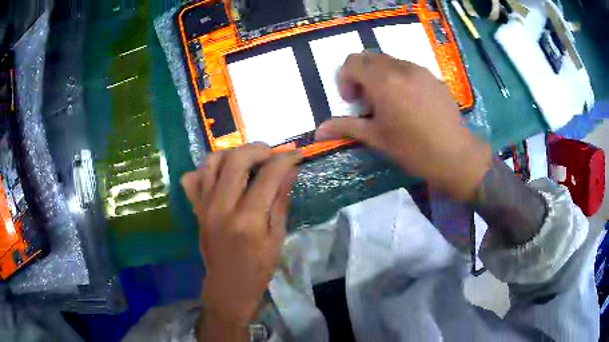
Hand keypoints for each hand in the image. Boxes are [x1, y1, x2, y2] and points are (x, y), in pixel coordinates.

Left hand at [181, 144, 300, 338]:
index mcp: (247, 219)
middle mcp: (221, 207)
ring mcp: (204, 206)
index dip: (285, 160)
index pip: (267, 176)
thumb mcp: (277, 237)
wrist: (228, 285)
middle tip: (271, 154)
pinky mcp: (196, 208)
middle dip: (258, 149)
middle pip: (236, 160)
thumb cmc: (258, 267)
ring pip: (212, 161)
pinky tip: (223, 175)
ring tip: (248, 160)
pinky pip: (194, 177)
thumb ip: (280, 200)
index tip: (296, 154)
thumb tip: (290, 169)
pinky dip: (208, 169)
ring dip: (233, 154)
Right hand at [316, 53, 491, 200]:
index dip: (345, 79)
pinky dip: (399, 78)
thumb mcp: (376, 138)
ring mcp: (420, 70)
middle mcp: (400, 68)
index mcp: (382, 80)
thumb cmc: (412, 148)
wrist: (454, 155)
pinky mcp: (433, 77)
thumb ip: (345, 128)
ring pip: (390, 61)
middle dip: (361, 75)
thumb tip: (318, 132)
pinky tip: (409, 103)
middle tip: (368, 101)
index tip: (353, 101)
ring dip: (380, 76)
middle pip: (370, 57)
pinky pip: (408, 68)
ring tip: (389, 103)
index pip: (352, 62)